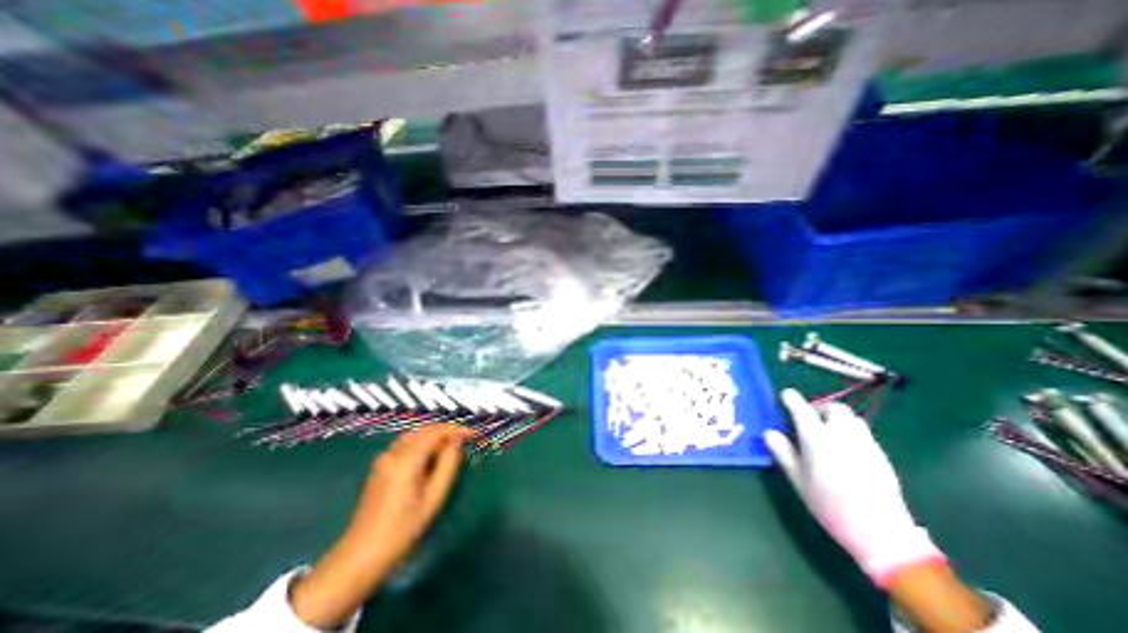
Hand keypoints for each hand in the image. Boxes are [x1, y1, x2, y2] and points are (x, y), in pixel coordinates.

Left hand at [290, 426, 472, 627]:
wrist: (362, 556)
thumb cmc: (403, 528)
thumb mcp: (434, 497)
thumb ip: (449, 464)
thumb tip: (458, 442)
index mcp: (407, 460)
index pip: (436, 432)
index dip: (457, 430)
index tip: (474, 435)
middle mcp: (393, 453)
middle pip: (424, 430)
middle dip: (446, 431)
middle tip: (464, 441)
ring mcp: (383, 459)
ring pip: (414, 436)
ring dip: (434, 436)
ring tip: (450, 448)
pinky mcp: (379, 467)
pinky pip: (405, 445)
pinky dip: (421, 443)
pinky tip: (430, 458)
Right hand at [766, 392, 944, 587]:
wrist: (880, 532)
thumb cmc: (829, 504)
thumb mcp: (797, 479)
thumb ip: (782, 452)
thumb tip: (769, 432)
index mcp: (817, 439)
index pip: (803, 410)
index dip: (792, 399)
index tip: (786, 395)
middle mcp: (842, 435)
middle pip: (835, 408)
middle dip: (821, 407)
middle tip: (810, 418)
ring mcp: (865, 444)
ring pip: (853, 419)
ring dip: (838, 419)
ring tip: (829, 432)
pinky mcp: (881, 455)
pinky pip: (864, 433)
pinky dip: (851, 432)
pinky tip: (846, 449)